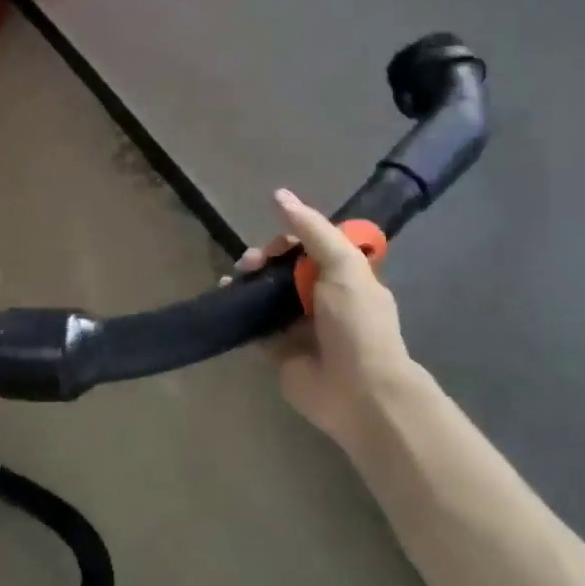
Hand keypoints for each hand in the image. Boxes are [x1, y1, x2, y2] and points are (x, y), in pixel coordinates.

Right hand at [233, 190, 437, 454]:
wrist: (360, 391)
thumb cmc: (357, 324)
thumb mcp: (344, 266)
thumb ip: (313, 230)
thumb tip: (279, 194)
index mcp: (344, 278)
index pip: (311, 247)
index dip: (290, 239)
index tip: (276, 245)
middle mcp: (321, 299)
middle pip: (284, 268)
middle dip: (264, 258)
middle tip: (250, 262)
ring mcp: (298, 326)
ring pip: (266, 294)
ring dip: (248, 280)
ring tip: (234, 277)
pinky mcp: (278, 351)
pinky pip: (254, 325)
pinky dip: (238, 310)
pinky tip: (224, 296)